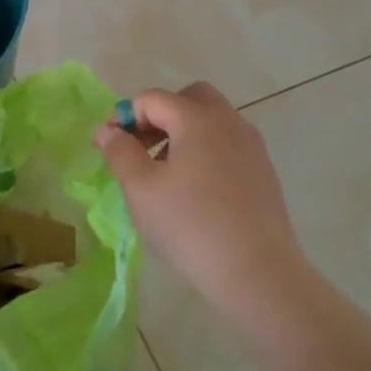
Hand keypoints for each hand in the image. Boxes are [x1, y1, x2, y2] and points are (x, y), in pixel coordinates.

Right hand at [94, 83, 306, 319]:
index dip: (126, 116)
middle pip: (190, 98)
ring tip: (165, 173)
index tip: (111, 146)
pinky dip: (205, 150)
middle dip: (160, 115)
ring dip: (183, 133)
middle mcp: (229, 122)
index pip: (153, 99)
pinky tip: (195, 189)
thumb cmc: (190, 225)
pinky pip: (228, 144)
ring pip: (212, 121)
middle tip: (142, 148)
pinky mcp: (264, 171)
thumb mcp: (141, 188)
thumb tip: (106, 130)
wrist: (257, 271)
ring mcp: (251, 146)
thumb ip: (119, 152)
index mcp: (197, 119)